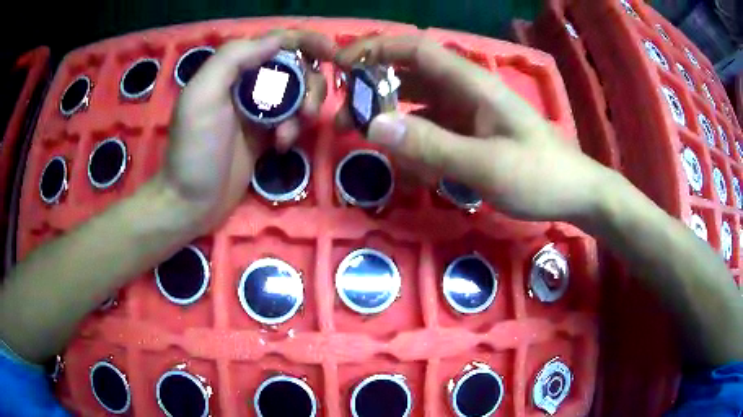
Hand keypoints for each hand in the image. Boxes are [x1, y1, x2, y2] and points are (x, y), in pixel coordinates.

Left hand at [165, 32, 333, 231]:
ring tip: (290, 132)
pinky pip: (292, 120)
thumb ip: (233, 59)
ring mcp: (258, 110)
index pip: (277, 42)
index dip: (307, 41)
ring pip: (298, 93)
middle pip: (295, 67)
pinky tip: (281, 146)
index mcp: (232, 69)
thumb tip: (277, 41)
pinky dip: (294, 130)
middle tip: (307, 109)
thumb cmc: (194, 149)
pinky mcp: (266, 134)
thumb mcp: (203, 96)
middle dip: (309, 84)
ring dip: (304, 108)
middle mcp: (247, 83)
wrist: (191, 201)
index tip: (333, 54)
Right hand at [335, 36, 610, 223]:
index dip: (377, 49)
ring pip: (419, 104)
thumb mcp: (485, 166)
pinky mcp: (472, 133)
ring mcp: (469, 113)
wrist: (575, 193)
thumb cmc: (539, 176)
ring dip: (390, 118)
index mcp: (472, 84)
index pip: (417, 51)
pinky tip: (410, 167)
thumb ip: (431, 145)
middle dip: (373, 91)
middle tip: (345, 121)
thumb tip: (374, 125)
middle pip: (410, 76)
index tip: (341, 64)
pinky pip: (433, 129)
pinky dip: (415, 142)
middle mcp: (467, 91)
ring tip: (367, 142)